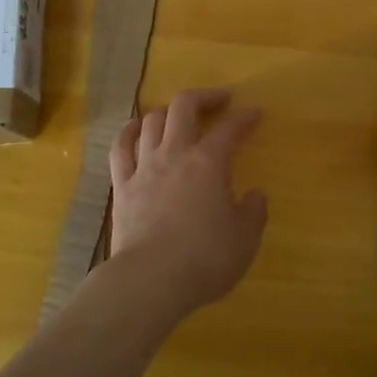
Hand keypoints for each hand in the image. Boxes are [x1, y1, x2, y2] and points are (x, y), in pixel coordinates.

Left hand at [109, 89, 267, 314]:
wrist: (151, 279)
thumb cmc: (204, 258)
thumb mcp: (244, 239)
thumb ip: (253, 213)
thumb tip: (255, 195)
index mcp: (209, 162)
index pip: (229, 129)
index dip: (244, 118)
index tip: (255, 114)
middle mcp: (175, 154)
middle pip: (183, 107)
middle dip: (203, 97)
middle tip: (218, 100)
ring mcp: (144, 167)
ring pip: (151, 121)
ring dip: (167, 111)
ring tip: (178, 115)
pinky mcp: (122, 185)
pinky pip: (120, 147)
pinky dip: (129, 131)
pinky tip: (136, 128)